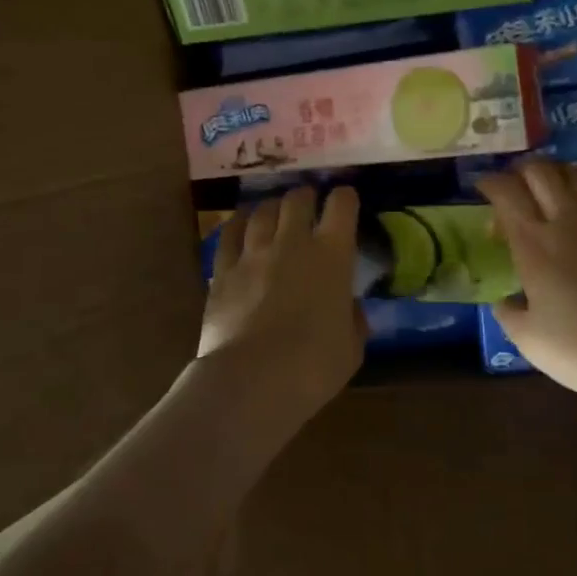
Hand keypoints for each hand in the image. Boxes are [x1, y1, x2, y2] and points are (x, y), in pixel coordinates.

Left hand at [199, 187, 365, 408]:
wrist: (252, 379)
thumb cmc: (313, 366)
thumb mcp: (351, 348)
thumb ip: (353, 320)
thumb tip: (349, 308)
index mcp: (332, 255)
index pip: (342, 206)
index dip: (345, 198)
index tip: (346, 200)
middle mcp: (292, 242)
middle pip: (297, 199)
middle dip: (305, 196)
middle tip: (308, 203)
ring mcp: (253, 253)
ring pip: (262, 211)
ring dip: (272, 207)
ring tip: (275, 211)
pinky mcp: (223, 270)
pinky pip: (229, 233)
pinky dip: (238, 223)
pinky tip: (240, 223)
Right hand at [477, 160, 576, 410]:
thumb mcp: (527, 339)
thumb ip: (508, 313)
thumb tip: (505, 300)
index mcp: (533, 244)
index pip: (506, 191)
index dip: (490, 182)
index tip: (482, 188)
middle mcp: (567, 221)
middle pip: (542, 170)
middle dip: (521, 170)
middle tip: (514, 186)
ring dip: (558, 174)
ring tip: (550, 191)